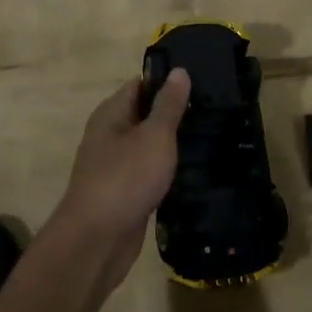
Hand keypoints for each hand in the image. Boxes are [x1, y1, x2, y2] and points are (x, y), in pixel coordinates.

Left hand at [49, 69, 190, 288]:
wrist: (97, 241)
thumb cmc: (125, 178)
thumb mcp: (154, 136)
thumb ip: (168, 105)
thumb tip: (179, 70)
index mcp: (112, 113)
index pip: (141, 84)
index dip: (168, 81)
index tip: (202, 82)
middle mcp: (109, 134)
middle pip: (145, 114)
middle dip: (175, 113)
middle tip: (214, 110)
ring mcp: (115, 165)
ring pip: (148, 145)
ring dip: (173, 143)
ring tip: (212, 137)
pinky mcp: (125, 192)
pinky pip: (149, 172)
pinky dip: (167, 170)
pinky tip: (194, 171)